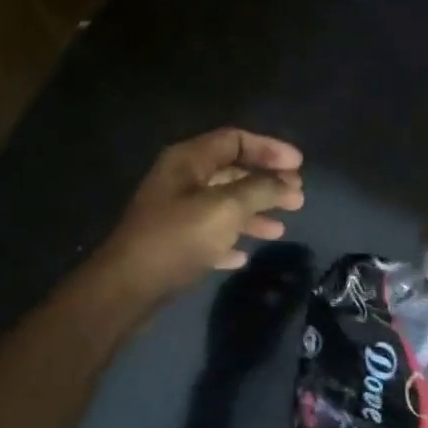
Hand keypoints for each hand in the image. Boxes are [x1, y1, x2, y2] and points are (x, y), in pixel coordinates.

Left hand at [96, 128, 305, 301]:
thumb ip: (260, 189)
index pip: (235, 140)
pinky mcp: (173, 243)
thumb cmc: (178, 239)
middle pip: (232, 172)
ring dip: (254, 213)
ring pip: (223, 205)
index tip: (299, 166)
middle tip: (297, 197)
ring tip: (280, 229)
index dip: (270, 149)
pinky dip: (230, 240)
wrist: (129, 287)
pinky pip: (210, 234)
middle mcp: (181, 180)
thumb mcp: (226, 208)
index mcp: (188, 160)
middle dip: (267, 183)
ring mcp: (175, 213)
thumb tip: (286, 182)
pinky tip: (244, 255)